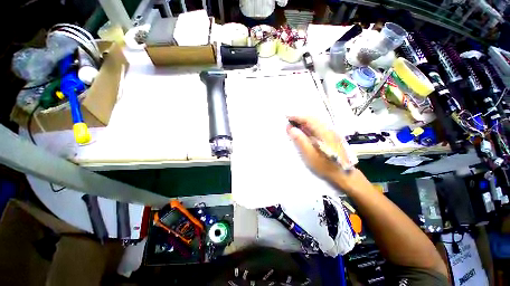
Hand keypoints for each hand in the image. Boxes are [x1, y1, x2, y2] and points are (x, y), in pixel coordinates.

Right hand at [286, 116, 357, 189]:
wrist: (343, 175)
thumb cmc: (325, 166)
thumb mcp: (310, 154)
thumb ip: (300, 140)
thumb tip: (291, 128)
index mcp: (324, 132)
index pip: (309, 119)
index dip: (297, 117)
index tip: (287, 117)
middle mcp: (328, 130)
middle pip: (313, 119)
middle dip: (300, 119)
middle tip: (289, 122)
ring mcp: (331, 133)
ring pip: (316, 123)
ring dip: (304, 122)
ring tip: (295, 125)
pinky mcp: (331, 138)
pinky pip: (318, 128)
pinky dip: (309, 127)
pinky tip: (305, 131)